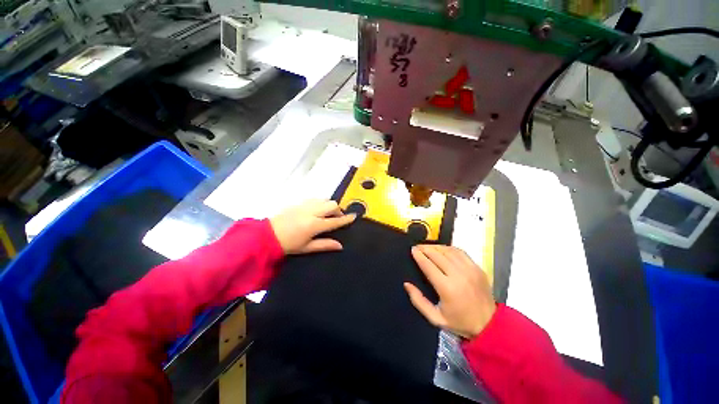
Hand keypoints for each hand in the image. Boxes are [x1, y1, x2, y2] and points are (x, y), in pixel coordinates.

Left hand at [270, 199, 355, 254]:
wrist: (267, 235)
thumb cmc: (288, 244)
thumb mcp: (307, 248)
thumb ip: (325, 245)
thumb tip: (340, 245)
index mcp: (315, 225)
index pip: (335, 220)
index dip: (346, 219)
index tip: (354, 216)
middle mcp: (312, 212)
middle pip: (332, 205)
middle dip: (338, 210)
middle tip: (337, 218)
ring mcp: (305, 205)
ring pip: (324, 200)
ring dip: (329, 206)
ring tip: (327, 214)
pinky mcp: (299, 202)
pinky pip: (315, 199)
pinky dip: (321, 203)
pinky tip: (317, 210)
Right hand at [405, 245, 495, 338]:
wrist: (489, 324)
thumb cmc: (459, 322)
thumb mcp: (435, 317)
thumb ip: (418, 301)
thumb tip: (407, 284)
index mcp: (447, 288)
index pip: (428, 265)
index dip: (419, 255)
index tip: (412, 250)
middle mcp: (458, 275)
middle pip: (437, 255)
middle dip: (425, 248)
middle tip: (417, 247)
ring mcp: (469, 270)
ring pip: (448, 251)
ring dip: (435, 247)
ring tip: (427, 247)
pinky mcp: (477, 268)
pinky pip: (460, 252)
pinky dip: (449, 248)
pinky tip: (442, 249)